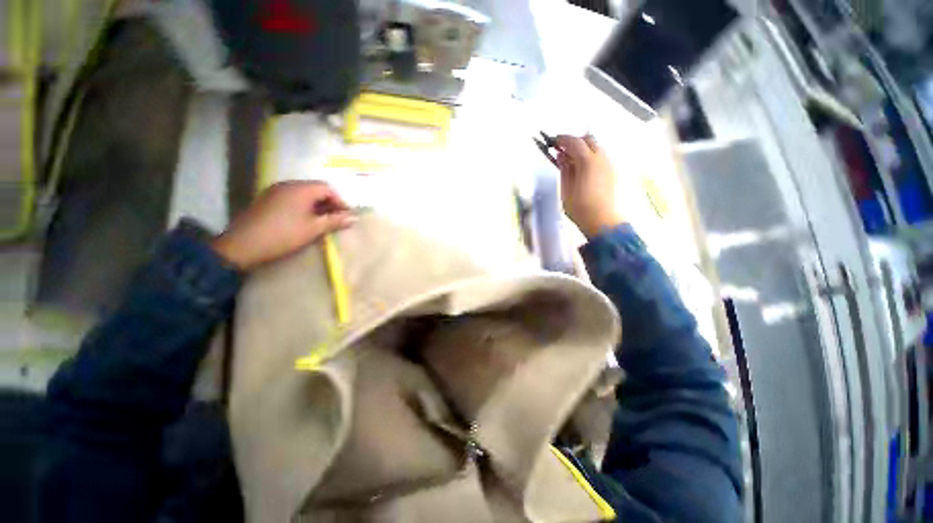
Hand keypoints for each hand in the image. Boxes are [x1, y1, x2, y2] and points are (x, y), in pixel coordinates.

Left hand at [212, 181, 355, 270]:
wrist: (242, 246)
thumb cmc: (284, 235)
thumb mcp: (314, 229)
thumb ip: (335, 220)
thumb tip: (355, 218)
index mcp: (300, 189)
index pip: (327, 188)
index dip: (340, 201)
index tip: (346, 216)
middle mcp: (287, 185)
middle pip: (315, 189)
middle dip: (329, 203)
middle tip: (336, 219)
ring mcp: (274, 191)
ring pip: (302, 194)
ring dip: (316, 206)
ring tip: (322, 222)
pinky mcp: (266, 200)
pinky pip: (291, 199)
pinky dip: (302, 207)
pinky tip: (304, 221)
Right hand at [555, 134, 624, 237]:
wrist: (602, 221)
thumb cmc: (580, 208)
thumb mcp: (566, 190)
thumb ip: (564, 170)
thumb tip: (561, 156)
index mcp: (587, 162)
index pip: (574, 142)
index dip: (562, 140)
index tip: (553, 142)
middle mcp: (601, 158)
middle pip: (588, 139)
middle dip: (574, 140)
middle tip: (561, 150)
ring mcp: (608, 164)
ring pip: (596, 147)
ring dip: (583, 147)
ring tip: (570, 160)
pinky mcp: (612, 172)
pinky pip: (600, 156)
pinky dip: (590, 155)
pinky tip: (581, 168)